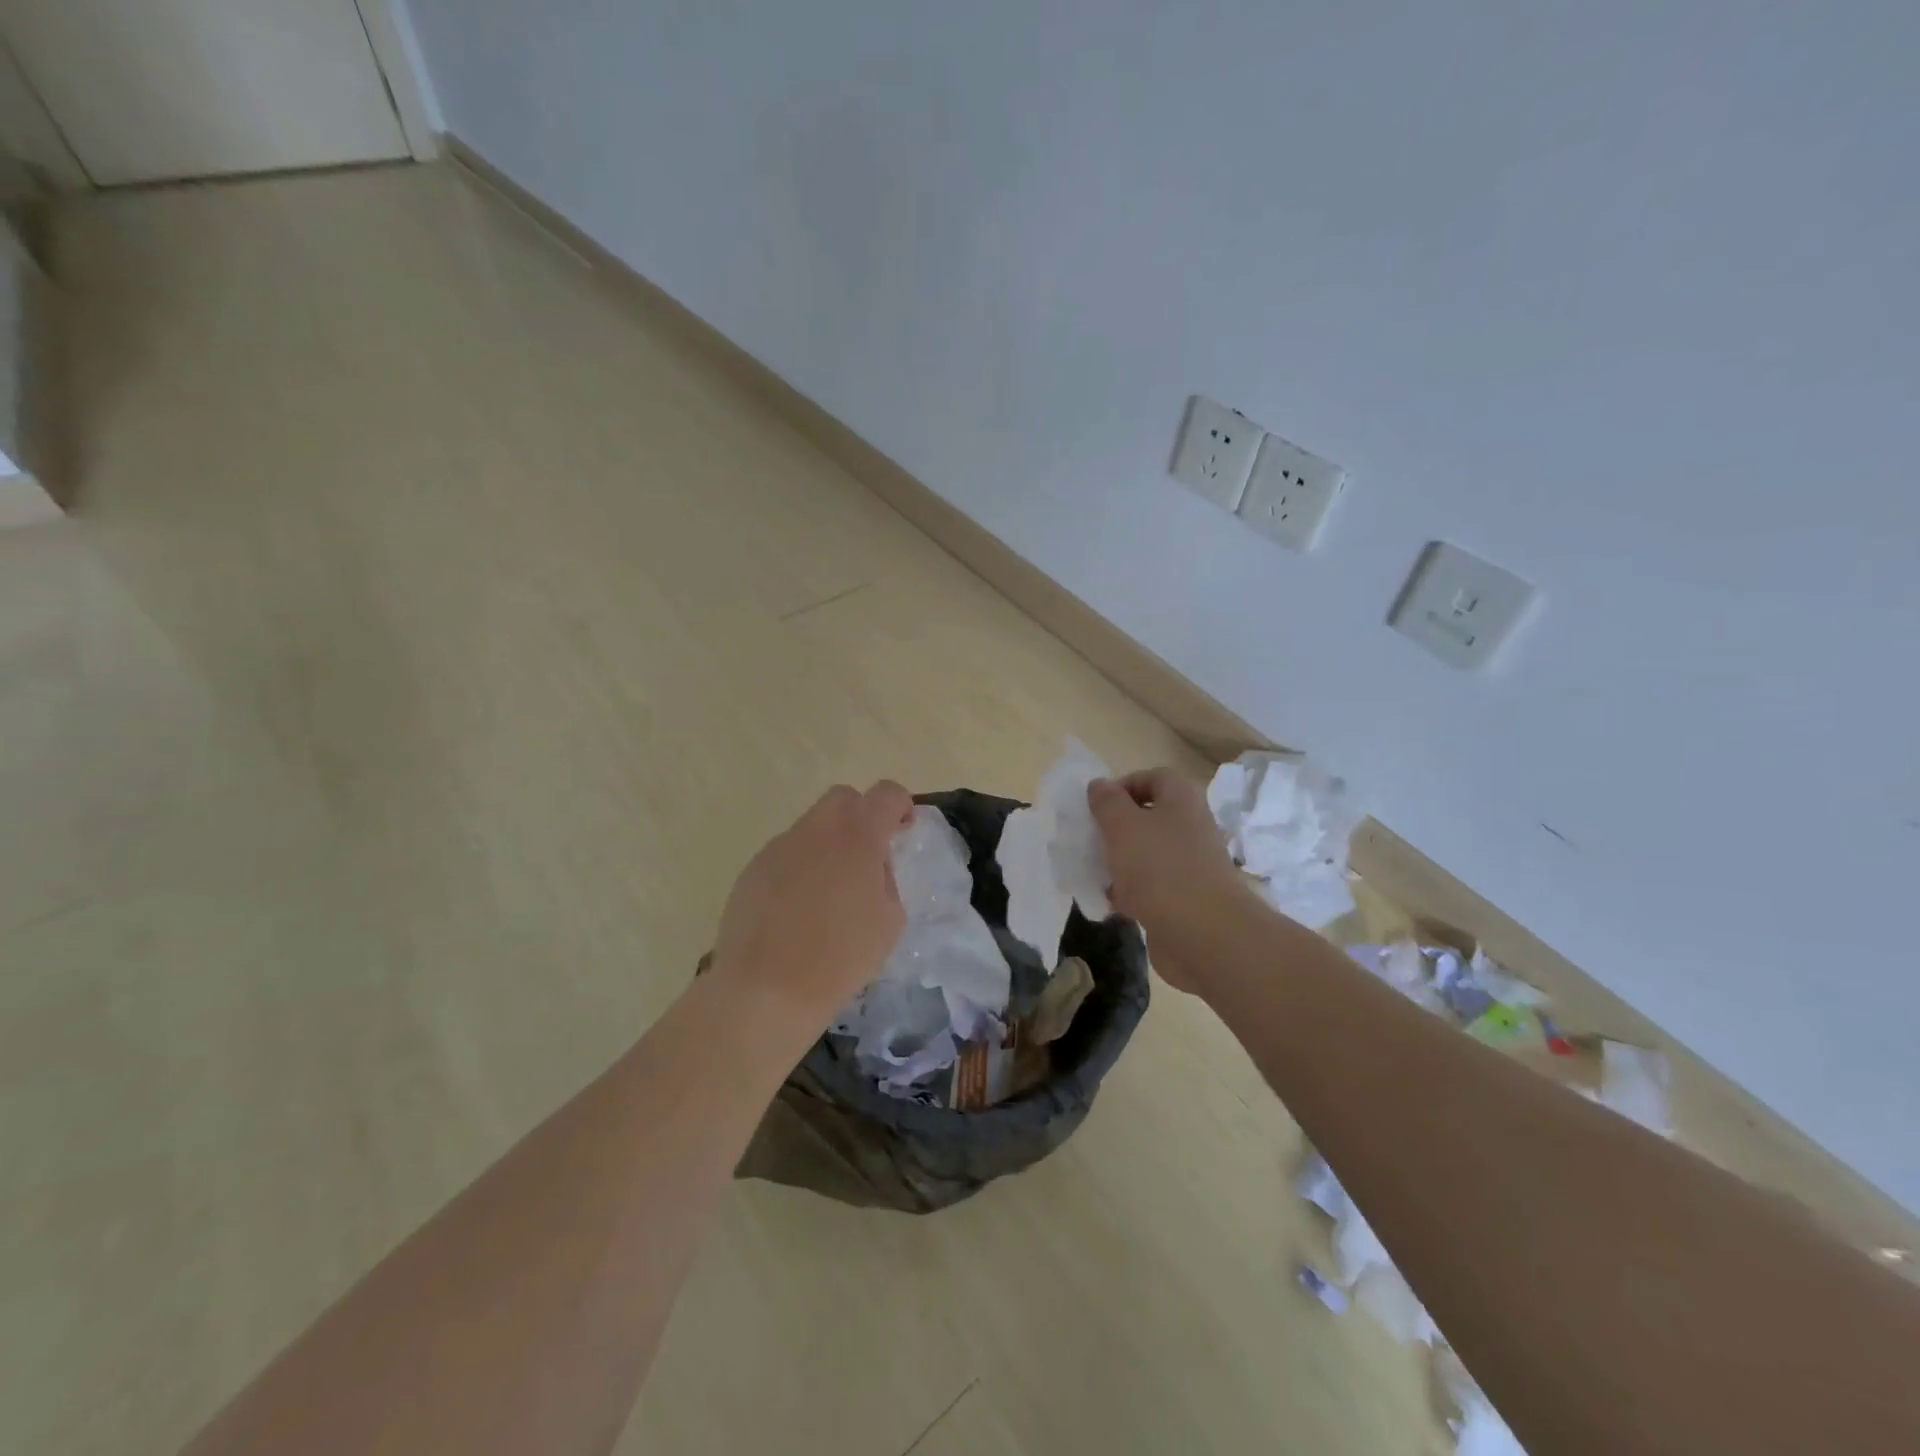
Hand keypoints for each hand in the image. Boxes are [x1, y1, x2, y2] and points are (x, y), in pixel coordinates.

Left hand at [709, 781, 915, 1028]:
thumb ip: (886, 879)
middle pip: (843, 798)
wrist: (767, 989)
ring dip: (828, 843)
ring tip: (829, 892)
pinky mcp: (753, 868)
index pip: (886, 794)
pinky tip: (797, 908)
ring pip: (812, 826)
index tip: (902, 830)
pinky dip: (800, 867)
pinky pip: (786, 853)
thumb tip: (871, 866)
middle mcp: (817, 830)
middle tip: (866, 855)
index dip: (900, 805)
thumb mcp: (890, 921)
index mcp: (858, 837)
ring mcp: (780, 846)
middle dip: (861, 815)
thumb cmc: (841, 957)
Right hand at [1088, 768, 1255, 995]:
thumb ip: (1107, 802)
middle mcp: (1191, 827)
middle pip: (1150, 817)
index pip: (1153, 777)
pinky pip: (1153, 887)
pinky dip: (1132, 892)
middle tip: (1092, 840)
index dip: (1123, 785)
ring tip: (1096, 872)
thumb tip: (1100, 785)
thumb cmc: (1160, 868)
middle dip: (1117, 827)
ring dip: (1121, 861)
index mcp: (1182, 800)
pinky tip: (1112, 903)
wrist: (1204, 934)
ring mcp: (1191, 865)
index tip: (1097, 807)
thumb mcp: (1122, 826)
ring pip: (1148, 854)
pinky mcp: (1186, 899)